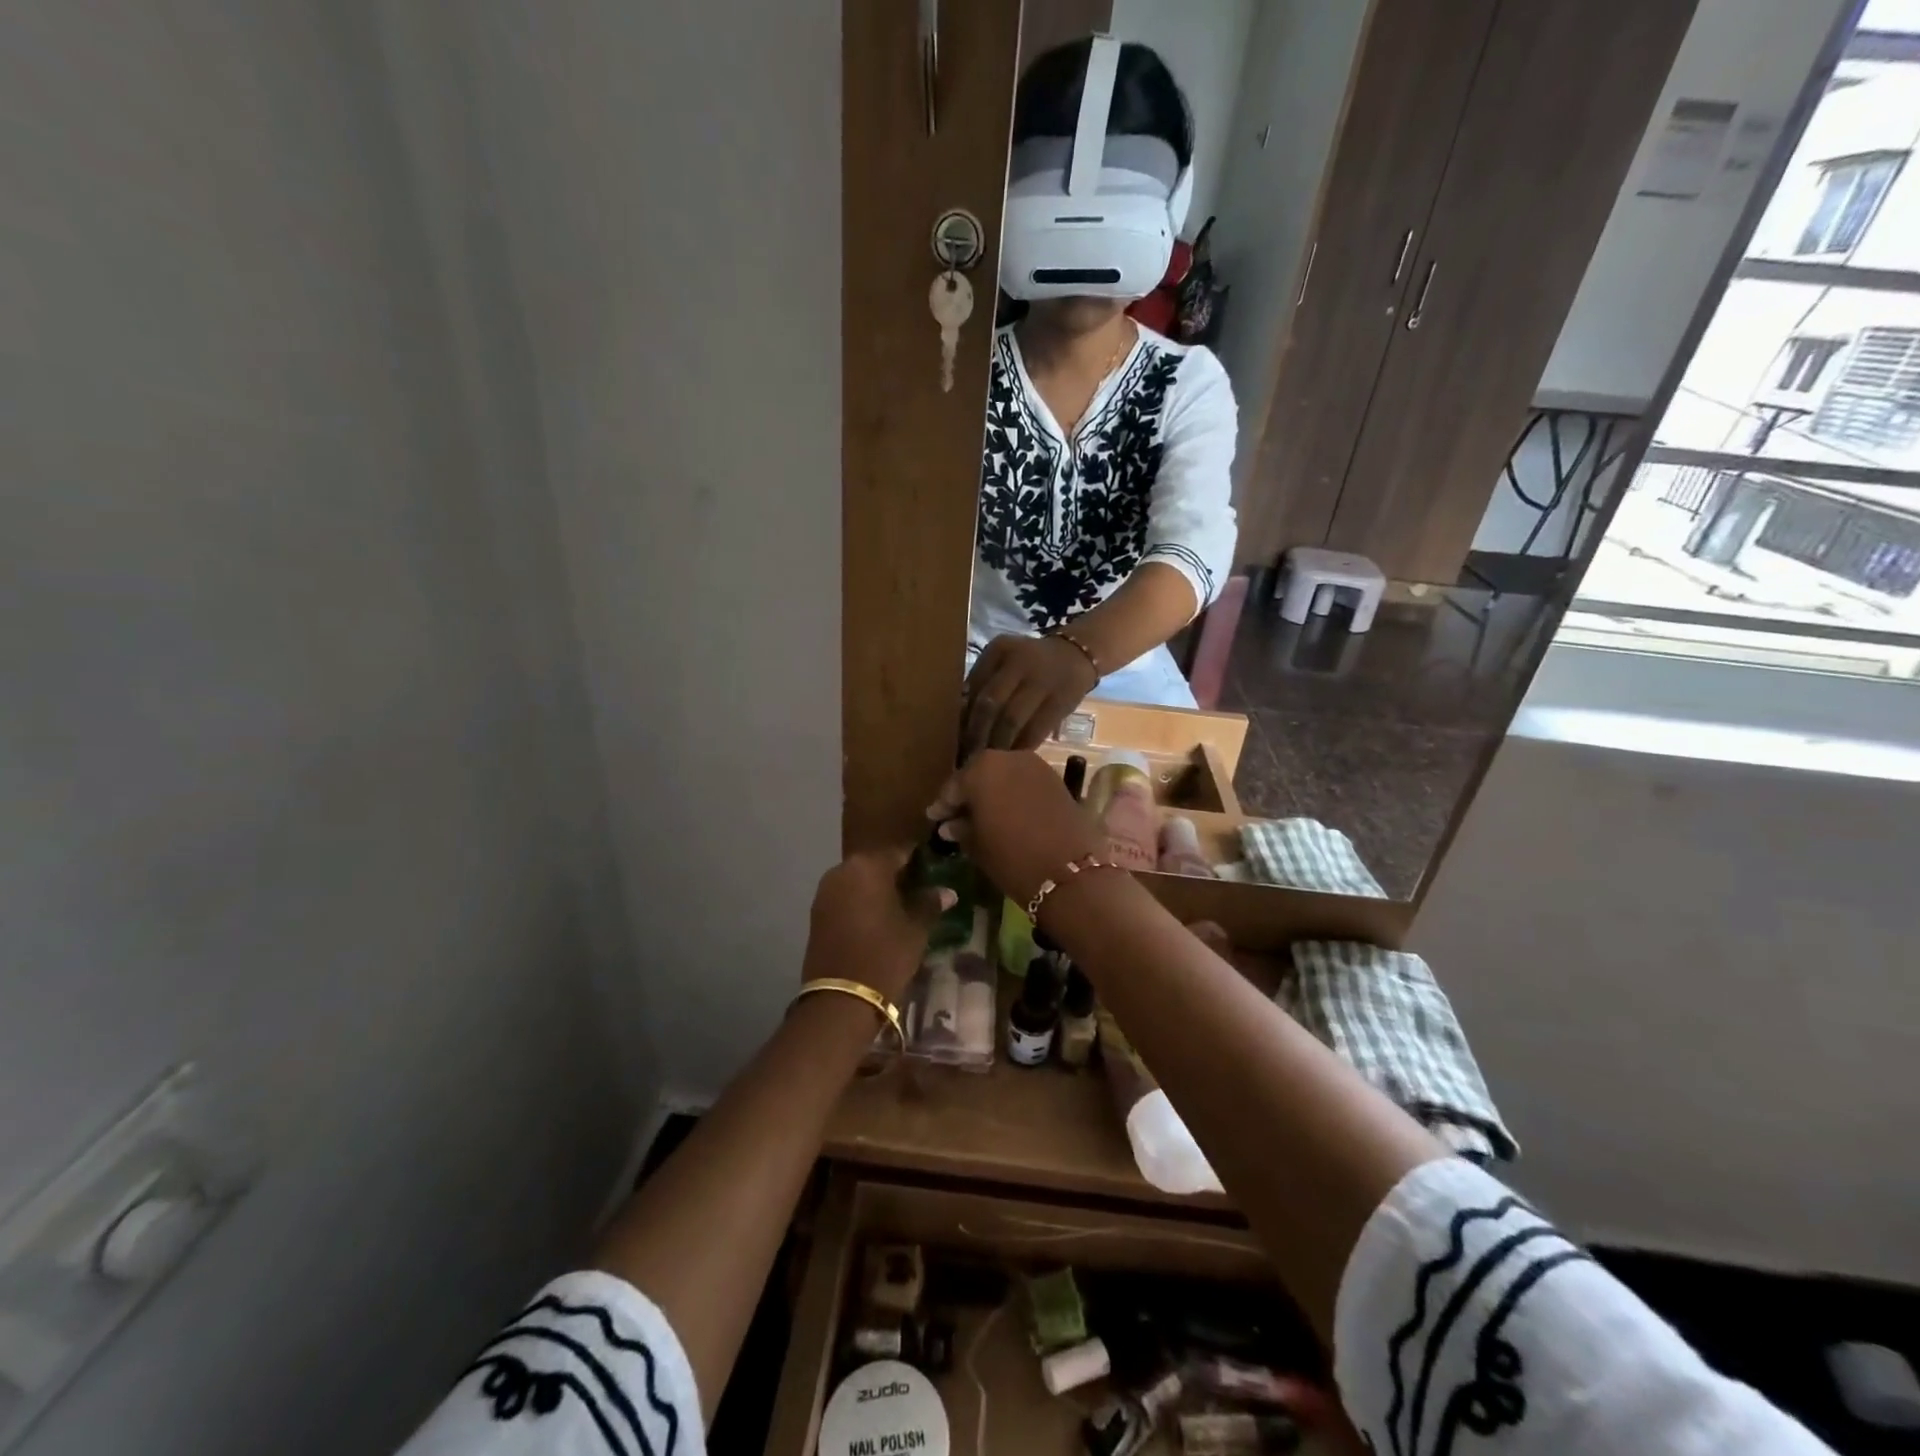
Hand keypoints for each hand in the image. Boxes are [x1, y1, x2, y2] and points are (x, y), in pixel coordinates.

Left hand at [801, 848, 953, 1003]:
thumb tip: (947, 892)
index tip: (934, 866)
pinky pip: (845, 896)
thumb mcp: (915, 929)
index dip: (919, 858)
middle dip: (897, 872)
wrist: (841, 998)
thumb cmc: (885, 955)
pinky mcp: (816, 912)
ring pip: (859, 879)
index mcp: (868, 866)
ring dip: (878, 887)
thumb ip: (930, 903)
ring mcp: (825, 891)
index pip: (900, 851)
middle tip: (920, 887)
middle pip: (876, 863)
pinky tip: (879, 917)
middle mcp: (842, 870)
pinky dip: (862, 901)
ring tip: (901, 904)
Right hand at [926, 751, 1102, 906]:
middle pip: (980, 774)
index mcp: (981, 769)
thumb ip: (961, 829)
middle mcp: (1008, 758)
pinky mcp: (1056, 779)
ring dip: (993, 792)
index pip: (954, 786)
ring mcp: (1036, 766)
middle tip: (957, 816)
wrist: (1071, 872)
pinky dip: (1014, 794)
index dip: (943, 805)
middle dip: (969, 794)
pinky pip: (1025, 782)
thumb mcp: (978, 846)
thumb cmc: (1012, 859)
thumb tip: (950, 825)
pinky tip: (1008, 814)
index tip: (934, 819)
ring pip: (1004, 776)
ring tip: (984, 817)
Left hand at [961, 632, 1098, 756]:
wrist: (1076, 655)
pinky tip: (1012, 758)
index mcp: (999, 650)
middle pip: (990, 704)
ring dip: (997, 744)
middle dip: (976, 734)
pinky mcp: (1060, 702)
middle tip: (968, 756)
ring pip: (1011, 720)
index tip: (953, 738)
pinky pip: (1035, 730)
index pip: (973, 687)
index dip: (962, 716)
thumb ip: (982, 682)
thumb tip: (958, 719)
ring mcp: (1042, 682)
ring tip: (987, 761)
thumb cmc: (1029, 663)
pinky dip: (1021, 747)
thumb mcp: (1004, 661)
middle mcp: (1019, 663)